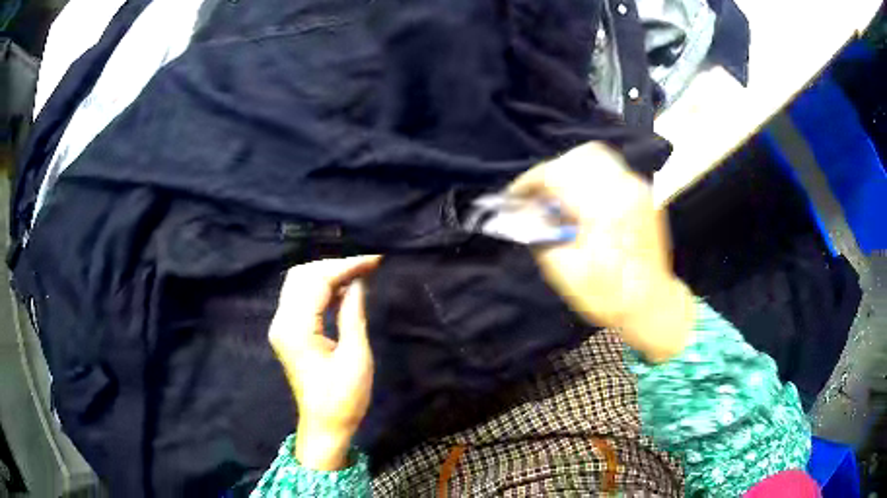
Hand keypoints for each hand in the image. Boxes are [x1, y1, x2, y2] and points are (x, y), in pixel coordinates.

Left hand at [268, 256, 380, 469]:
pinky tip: (342, 290)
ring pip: (299, 284)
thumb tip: (358, 281)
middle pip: (302, 276)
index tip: (374, 259)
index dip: (346, 266)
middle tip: (366, 265)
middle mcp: (282, 322)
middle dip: (334, 265)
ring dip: (327, 274)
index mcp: (296, 329)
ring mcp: (281, 327)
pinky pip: (300, 299)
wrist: (324, 426)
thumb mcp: (356, 357)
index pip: (317, 281)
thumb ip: (354, 314)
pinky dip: (321, 288)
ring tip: (358, 273)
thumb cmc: (344, 398)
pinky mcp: (287, 333)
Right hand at [508, 142, 694, 362]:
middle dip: (551, 173)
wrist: (652, 304)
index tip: (515, 195)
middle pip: (577, 157)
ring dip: (571, 170)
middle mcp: (624, 190)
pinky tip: (585, 201)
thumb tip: (523, 211)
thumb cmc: (608, 297)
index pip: (558, 174)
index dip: (530, 181)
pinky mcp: (645, 194)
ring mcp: (639, 189)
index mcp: (603, 210)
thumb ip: (540, 235)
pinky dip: (590, 177)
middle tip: (538, 197)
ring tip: (561, 196)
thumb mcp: (565, 272)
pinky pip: (611, 169)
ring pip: (596, 156)